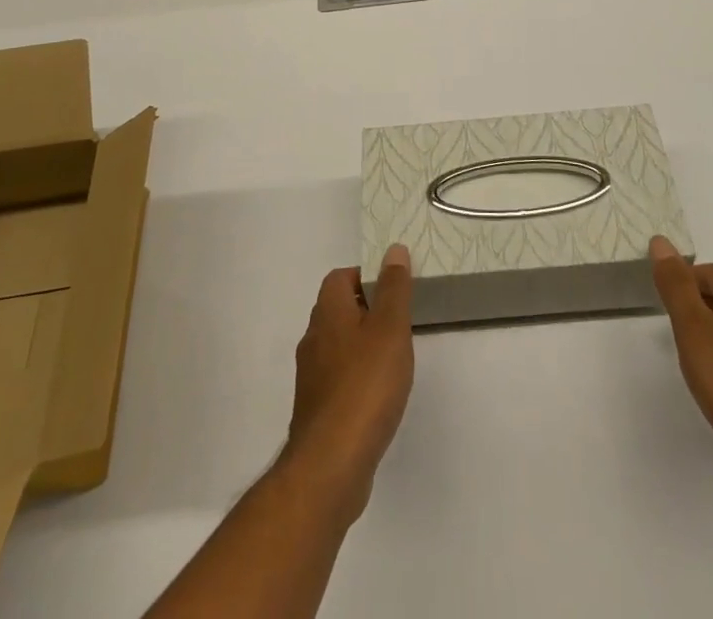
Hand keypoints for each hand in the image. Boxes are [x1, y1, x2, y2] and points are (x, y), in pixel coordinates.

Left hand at [279, 244, 414, 522]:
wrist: (331, 464)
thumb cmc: (365, 385)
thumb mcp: (390, 328)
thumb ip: (394, 288)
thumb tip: (393, 249)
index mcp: (328, 312)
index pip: (340, 276)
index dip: (366, 276)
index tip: (394, 289)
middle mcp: (313, 338)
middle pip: (338, 309)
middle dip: (367, 310)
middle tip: (400, 322)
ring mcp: (312, 376)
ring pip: (338, 345)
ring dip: (362, 345)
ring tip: (394, 357)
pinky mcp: (317, 409)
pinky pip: (338, 378)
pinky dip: (357, 377)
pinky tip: (379, 395)